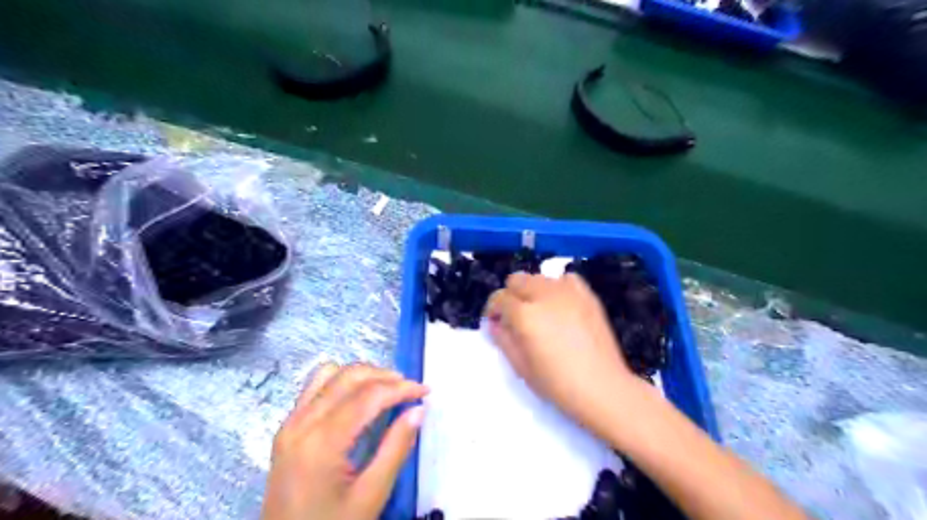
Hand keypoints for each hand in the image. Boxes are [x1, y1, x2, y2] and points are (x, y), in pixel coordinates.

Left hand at [260, 364, 426, 519]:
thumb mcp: (371, 496)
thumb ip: (396, 448)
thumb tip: (418, 410)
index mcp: (323, 441)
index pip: (368, 395)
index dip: (401, 388)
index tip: (425, 391)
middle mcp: (302, 422)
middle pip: (349, 376)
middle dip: (385, 376)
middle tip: (409, 389)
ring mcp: (291, 422)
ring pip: (330, 373)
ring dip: (362, 375)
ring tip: (386, 390)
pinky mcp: (287, 427)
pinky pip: (315, 387)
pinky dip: (341, 381)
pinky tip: (356, 398)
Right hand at [486, 271, 645, 439]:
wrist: (602, 388)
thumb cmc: (557, 383)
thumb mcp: (521, 367)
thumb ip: (503, 340)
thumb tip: (494, 323)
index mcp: (524, 314)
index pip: (499, 298)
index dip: (493, 309)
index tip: (495, 321)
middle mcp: (544, 295)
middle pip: (517, 280)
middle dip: (510, 295)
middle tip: (515, 316)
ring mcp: (568, 292)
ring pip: (539, 277)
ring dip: (532, 290)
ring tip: (539, 311)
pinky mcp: (587, 295)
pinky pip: (566, 279)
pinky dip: (557, 287)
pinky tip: (560, 304)